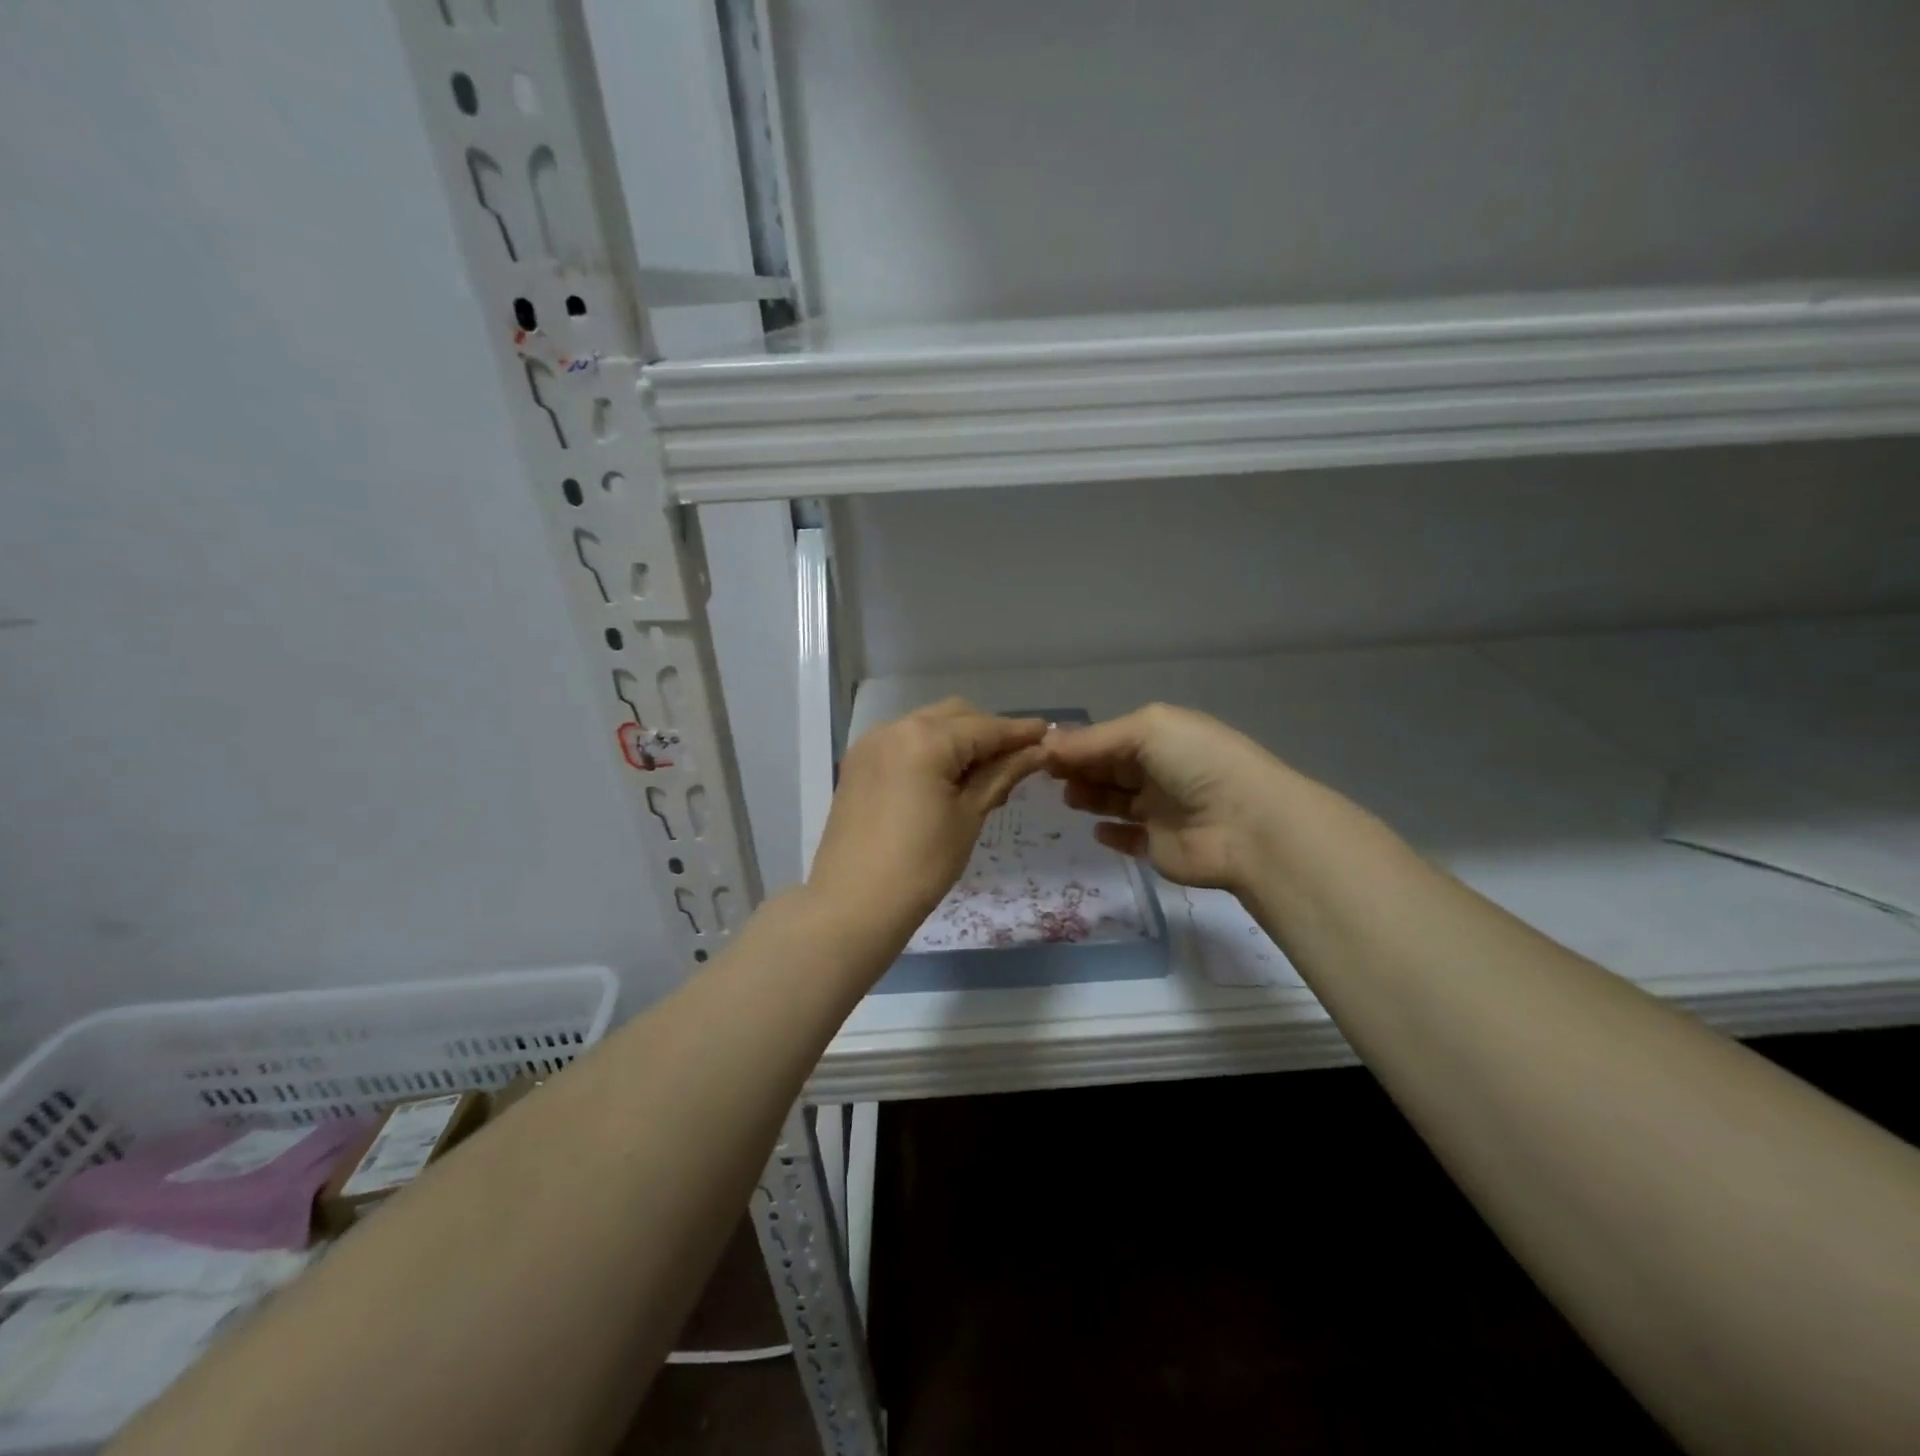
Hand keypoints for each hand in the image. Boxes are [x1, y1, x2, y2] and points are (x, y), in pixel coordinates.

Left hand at [808, 699, 1047, 939]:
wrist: (852, 904)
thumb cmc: (921, 865)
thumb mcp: (969, 817)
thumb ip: (1002, 775)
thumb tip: (1037, 751)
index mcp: (925, 739)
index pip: (984, 727)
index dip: (1019, 732)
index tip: (1048, 734)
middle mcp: (895, 727)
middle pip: (955, 716)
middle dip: (987, 732)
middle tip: (1017, 761)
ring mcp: (871, 743)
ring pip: (928, 725)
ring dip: (958, 739)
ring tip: (983, 774)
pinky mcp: (858, 763)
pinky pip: (904, 741)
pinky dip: (930, 749)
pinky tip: (945, 778)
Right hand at [1044, 703, 1289, 894]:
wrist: (1245, 825)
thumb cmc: (1196, 764)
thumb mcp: (1145, 731)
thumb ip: (1093, 740)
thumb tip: (1045, 744)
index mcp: (1162, 736)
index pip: (1110, 737)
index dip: (1077, 743)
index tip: (1042, 751)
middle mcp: (1161, 770)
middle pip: (1110, 767)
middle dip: (1079, 768)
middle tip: (1046, 775)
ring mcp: (1161, 810)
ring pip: (1115, 800)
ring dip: (1090, 796)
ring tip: (1069, 797)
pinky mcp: (1159, 846)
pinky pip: (1129, 838)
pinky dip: (1111, 833)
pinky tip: (1097, 830)